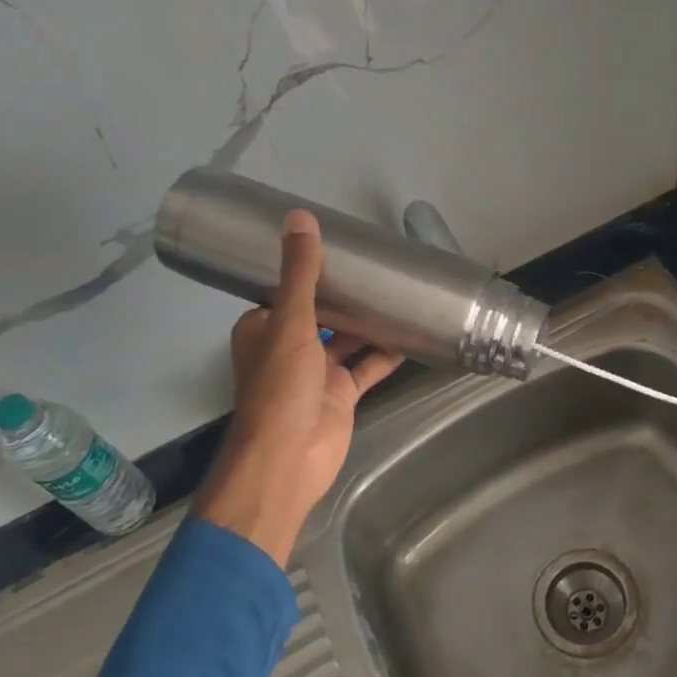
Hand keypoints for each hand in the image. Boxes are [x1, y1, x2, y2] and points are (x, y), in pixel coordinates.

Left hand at [193, 210, 403, 566]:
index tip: (338, 246)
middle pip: (321, 313)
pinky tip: (412, 334)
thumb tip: (300, 218)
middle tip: (378, 265)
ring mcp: (317, 372)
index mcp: (264, 328)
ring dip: (368, 321)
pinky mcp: (341, 394)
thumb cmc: (280, 387)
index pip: (286, 290)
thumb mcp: (290, 323)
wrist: (289, 458)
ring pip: (347, 339)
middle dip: (346, 294)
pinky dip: (386, 353)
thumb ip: (300, 274)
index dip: (309, 269)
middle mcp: (289, 347)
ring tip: (400, 292)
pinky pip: (367, 366)